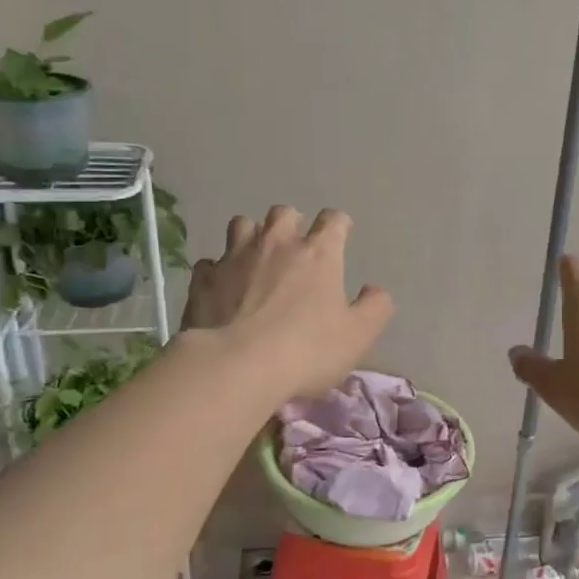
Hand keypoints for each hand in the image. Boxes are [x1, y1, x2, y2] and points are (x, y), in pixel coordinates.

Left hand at [184, 205, 393, 401]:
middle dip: (292, 224)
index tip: (341, 235)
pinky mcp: (204, 279)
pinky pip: (211, 262)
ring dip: (253, 236)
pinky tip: (223, 288)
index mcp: (319, 253)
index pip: (333, 220)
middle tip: (295, 247)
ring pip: (243, 225)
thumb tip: (374, 290)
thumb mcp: (358, 335)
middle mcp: (277, 243)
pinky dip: (219, 270)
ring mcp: (235, 257)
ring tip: (256, 259)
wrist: (236, 365)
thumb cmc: (307, 350)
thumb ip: (375, 308)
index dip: (339, 225)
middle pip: (284, 213)